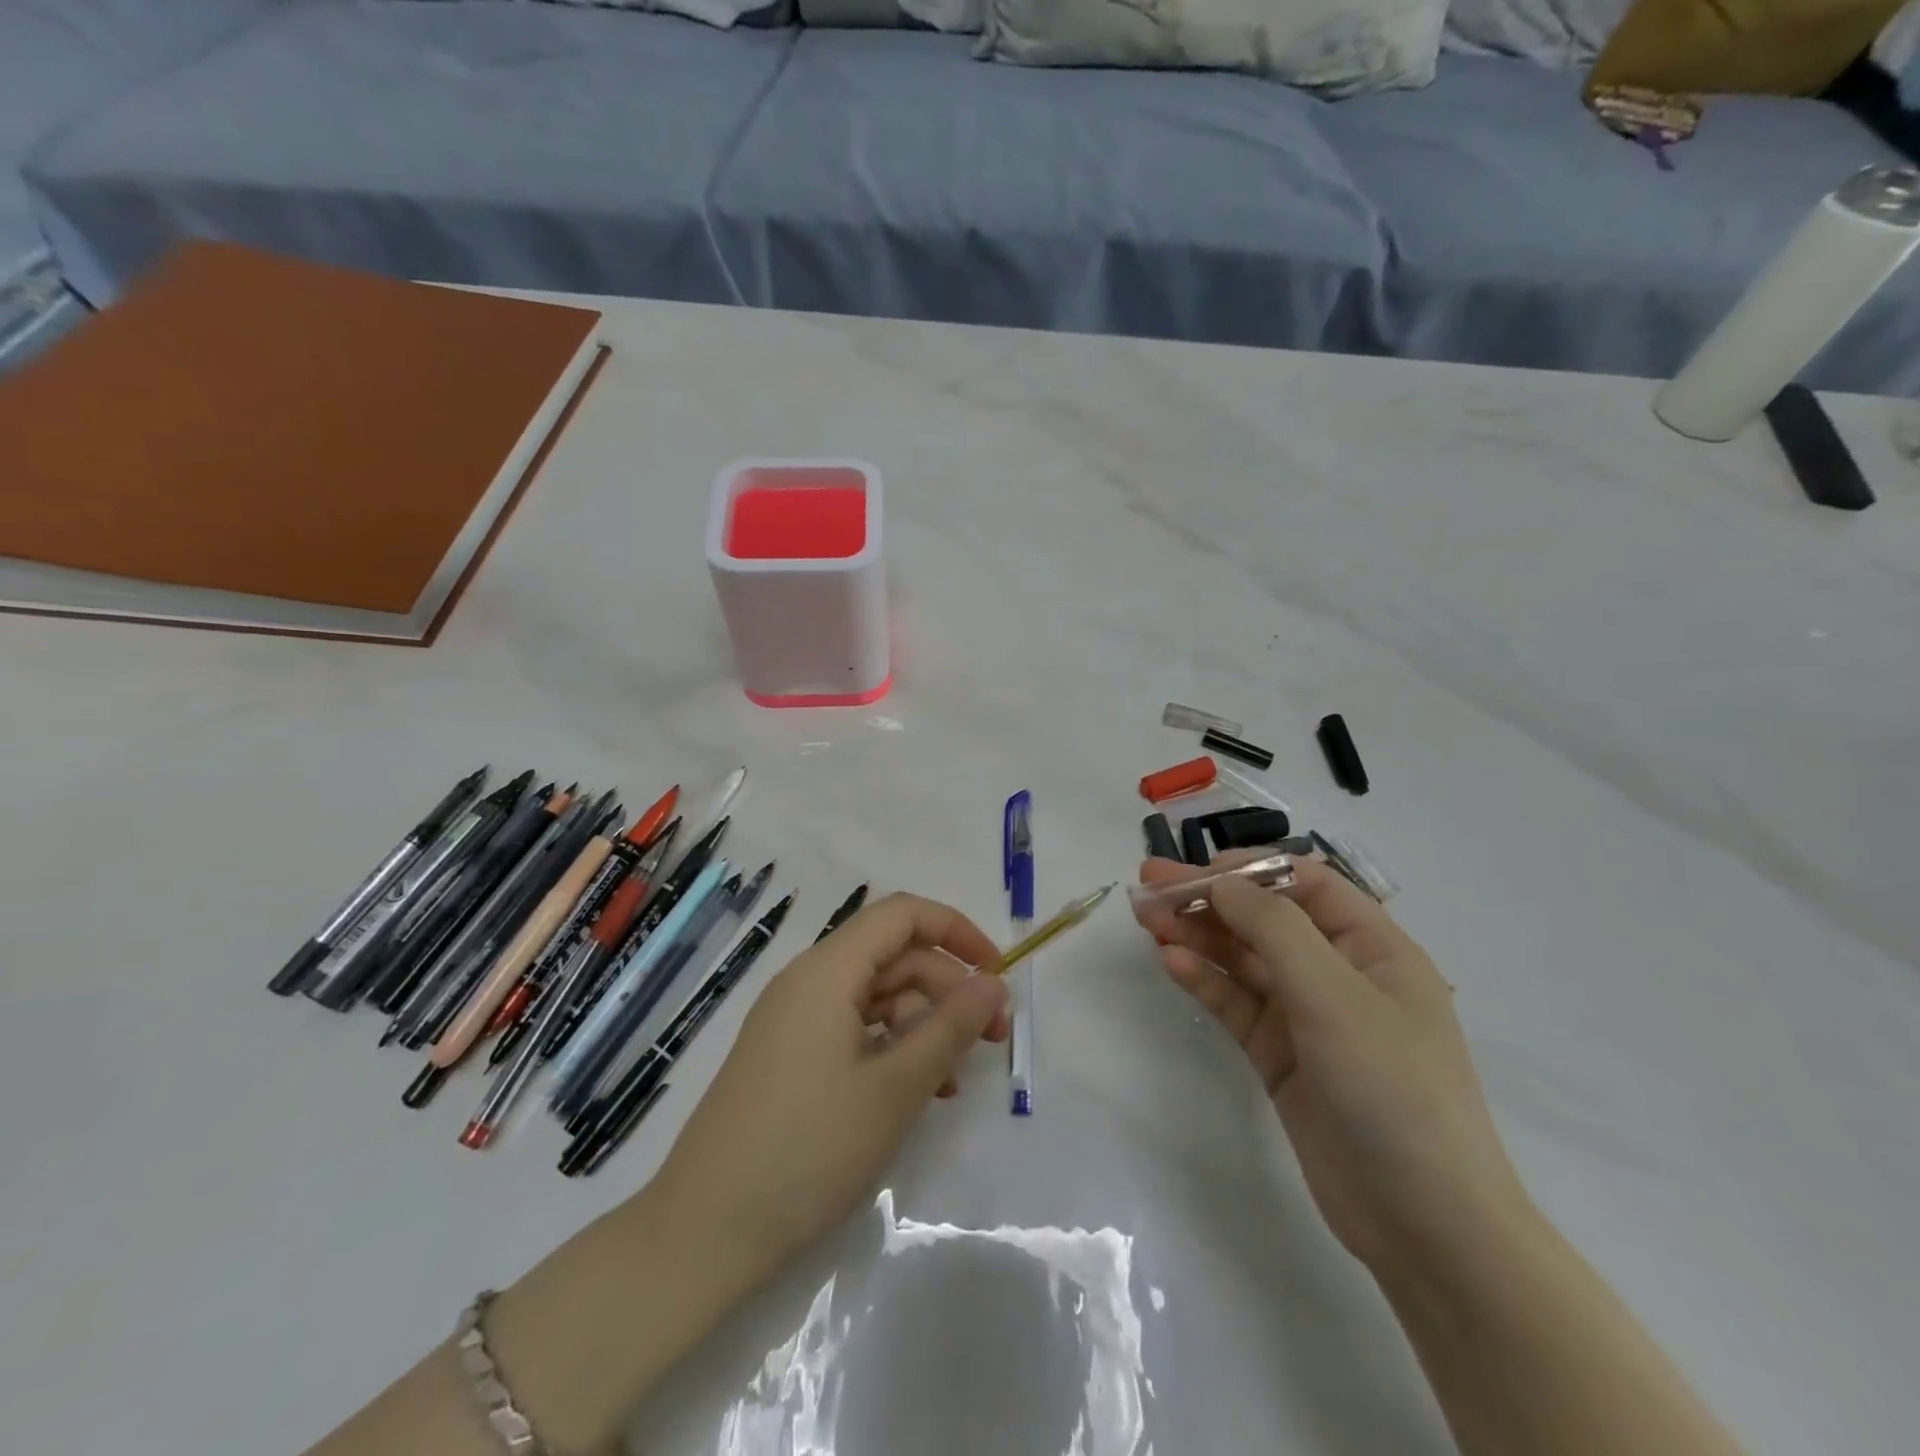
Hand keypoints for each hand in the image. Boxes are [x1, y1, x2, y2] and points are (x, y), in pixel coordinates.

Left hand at [656, 893, 1009, 1276]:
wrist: (703, 1233)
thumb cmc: (808, 1150)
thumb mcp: (894, 1088)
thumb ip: (949, 1028)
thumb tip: (993, 983)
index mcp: (827, 971)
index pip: (902, 915)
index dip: (956, 931)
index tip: (997, 973)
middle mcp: (807, 981)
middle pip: (892, 956)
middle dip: (948, 987)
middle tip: (993, 1037)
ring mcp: (793, 1020)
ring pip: (875, 996)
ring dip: (923, 1024)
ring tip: (955, 1079)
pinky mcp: (788, 1057)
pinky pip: (852, 1029)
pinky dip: (891, 1048)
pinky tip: (917, 1092)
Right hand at [1133, 852, 1531, 1277]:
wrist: (1423, 1223)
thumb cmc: (1392, 1088)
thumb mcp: (1335, 995)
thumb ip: (1274, 930)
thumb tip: (1222, 882)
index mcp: (1372, 947)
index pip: (1303, 884)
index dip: (1248, 869)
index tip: (1195, 871)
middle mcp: (1338, 972)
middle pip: (1263, 918)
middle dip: (1208, 898)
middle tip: (1147, 886)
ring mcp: (1306, 1015)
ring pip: (1243, 958)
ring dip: (1197, 935)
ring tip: (1146, 919)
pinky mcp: (1279, 1055)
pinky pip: (1235, 1002)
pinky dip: (1204, 979)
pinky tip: (1171, 963)